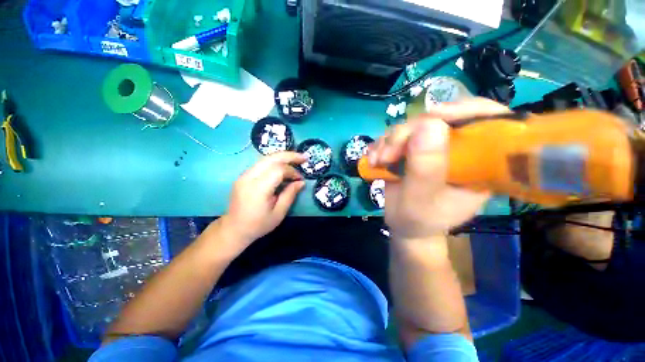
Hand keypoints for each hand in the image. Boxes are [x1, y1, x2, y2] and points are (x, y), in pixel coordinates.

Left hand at [218, 152, 305, 252]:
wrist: (234, 228)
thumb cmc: (258, 224)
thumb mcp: (279, 213)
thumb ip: (290, 195)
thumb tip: (301, 182)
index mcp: (258, 189)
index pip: (278, 170)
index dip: (292, 171)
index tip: (300, 179)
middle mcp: (249, 177)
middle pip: (271, 158)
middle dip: (289, 156)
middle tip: (303, 158)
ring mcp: (244, 175)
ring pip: (265, 158)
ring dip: (282, 157)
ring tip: (295, 159)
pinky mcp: (243, 176)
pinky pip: (261, 164)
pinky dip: (274, 162)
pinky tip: (283, 166)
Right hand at [369, 98, 509, 239]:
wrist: (405, 225)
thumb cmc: (419, 220)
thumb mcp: (421, 201)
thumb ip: (425, 169)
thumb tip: (428, 125)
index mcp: (480, 163)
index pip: (488, 122)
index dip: (466, 110)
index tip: (434, 115)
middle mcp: (459, 150)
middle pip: (440, 120)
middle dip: (408, 133)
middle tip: (387, 155)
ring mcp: (433, 148)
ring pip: (413, 126)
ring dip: (390, 141)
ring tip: (377, 161)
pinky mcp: (413, 149)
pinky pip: (396, 136)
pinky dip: (381, 145)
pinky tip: (374, 160)